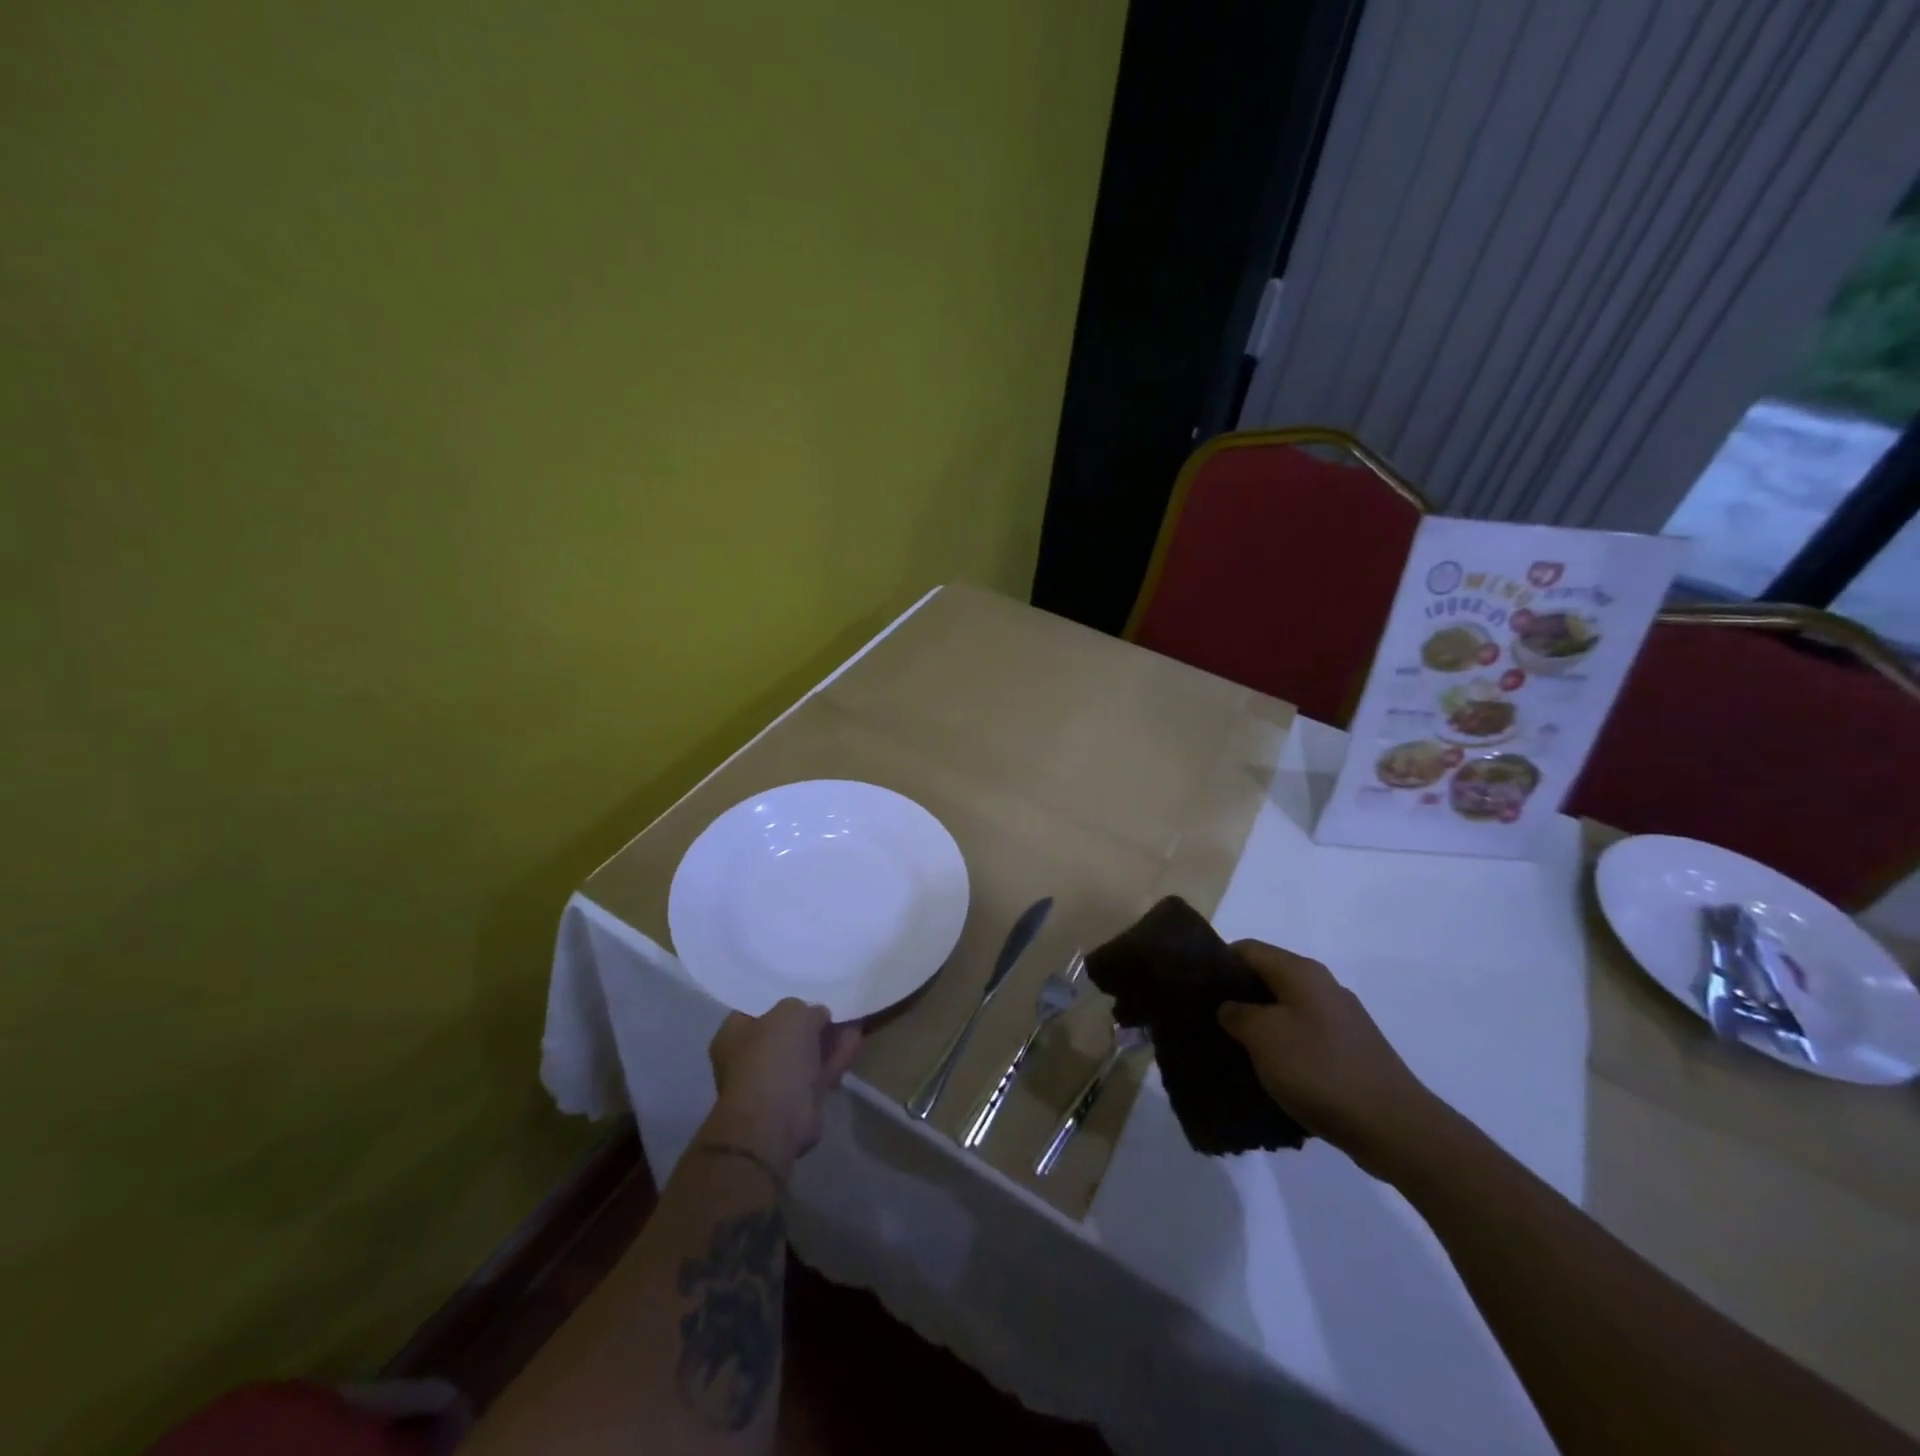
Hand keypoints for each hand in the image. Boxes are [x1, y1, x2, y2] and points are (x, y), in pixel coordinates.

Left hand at [707, 1000, 862, 1174]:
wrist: (776, 1121)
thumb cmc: (773, 1057)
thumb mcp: (791, 1013)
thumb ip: (806, 1008)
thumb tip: (817, 1016)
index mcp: (734, 1035)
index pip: (758, 1008)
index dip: (784, 996)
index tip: (807, 987)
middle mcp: (750, 1058)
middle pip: (786, 1032)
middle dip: (812, 1019)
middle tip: (835, 1002)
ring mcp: (775, 1082)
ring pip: (807, 1053)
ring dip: (829, 1037)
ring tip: (853, 1016)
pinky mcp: (799, 1101)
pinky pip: (821, 1071)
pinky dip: (837, 1056)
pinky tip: (856, 1038)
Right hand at [1217, 940, 1443, 1177]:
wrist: (1393, 1126)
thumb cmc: (1319, 1070)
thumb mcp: (1262, 1037)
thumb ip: (1237, 1014)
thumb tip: (1230, 1007)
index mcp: (1301, 972)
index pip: (1248, 948)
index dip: (1219, 963)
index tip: (1196, 988)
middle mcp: (1323, 986)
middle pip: (1268, 977)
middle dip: (1238, 996)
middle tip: (1209, 1020)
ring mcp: (1341, 1019)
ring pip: (1286, 1009)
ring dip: (1260, 1024)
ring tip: (1234, 1049)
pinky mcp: (1351, 1050)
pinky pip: (1305, 1036)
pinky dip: (1284, 1046)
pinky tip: (1271, 1072)